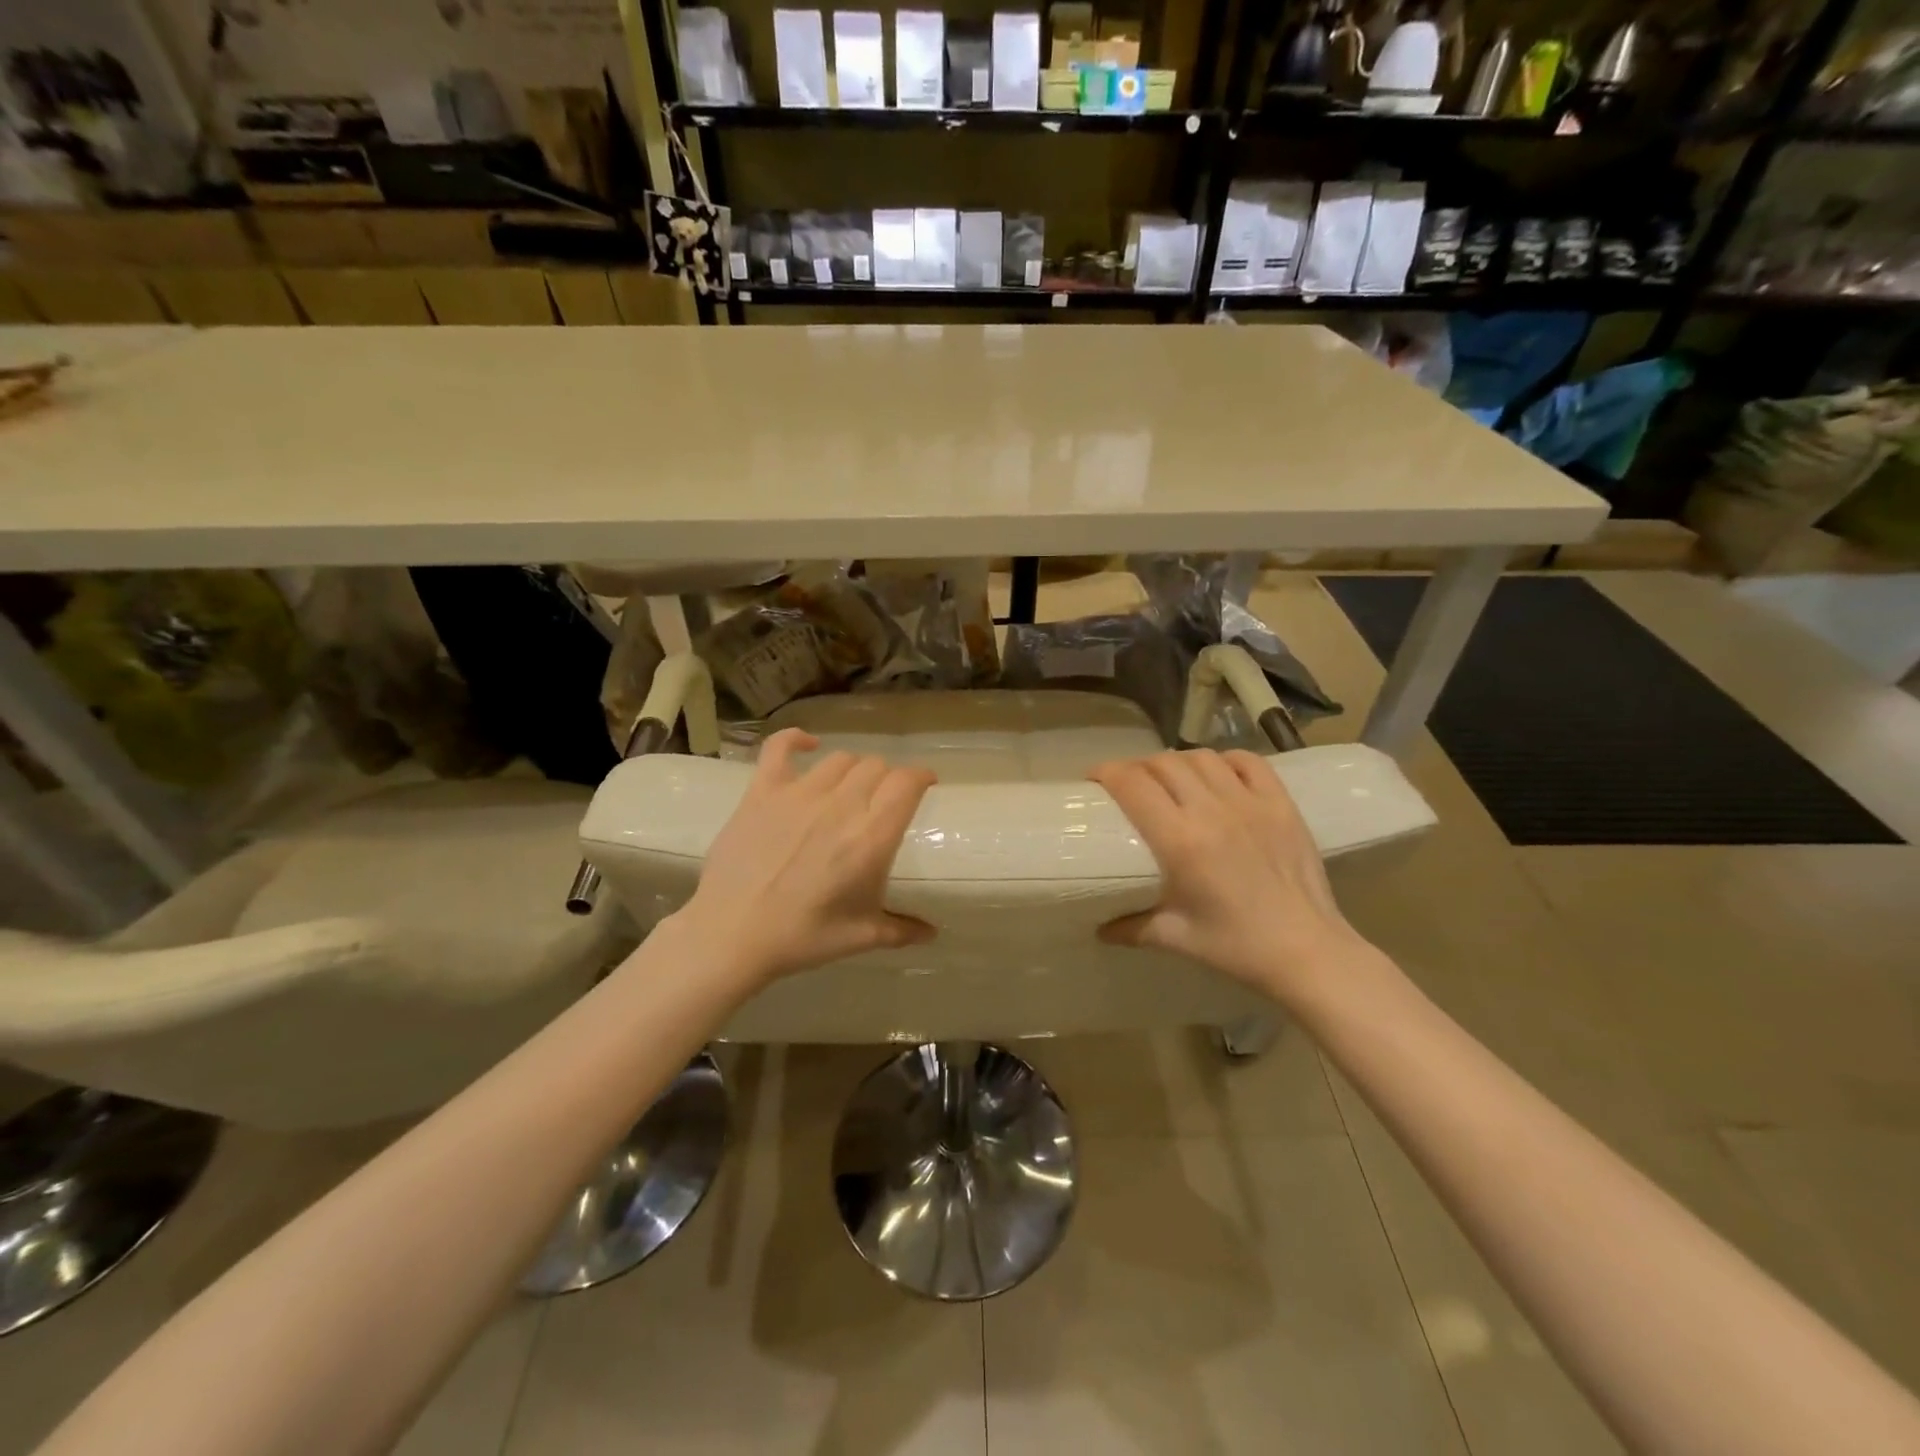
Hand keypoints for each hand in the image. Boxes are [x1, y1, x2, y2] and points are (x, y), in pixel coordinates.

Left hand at [672, 729, 936, 984]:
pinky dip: (796, 740)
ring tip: (850, 786)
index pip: (907, 783)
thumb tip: (931, 933)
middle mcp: (840, 805)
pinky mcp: (763, 791)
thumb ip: (902, 930)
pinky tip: (807, 744)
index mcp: (871, 837)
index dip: (921, 777)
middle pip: (876, 767)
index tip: (925, 784)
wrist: (731, 934)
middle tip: (883, 799)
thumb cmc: (802, 937)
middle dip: (887, 778)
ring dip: (853, 769)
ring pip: (840, 759)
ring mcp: (799, 793)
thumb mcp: (861, 937)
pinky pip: (780, 748)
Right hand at [1089, 749, 1366, 1001]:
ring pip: (1202, 757)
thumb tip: (1099, 928)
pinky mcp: (1282, 804)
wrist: (1307, 952)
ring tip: (1172, 779)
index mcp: (1181, 842)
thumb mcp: (1174, 938)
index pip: (1133, 784)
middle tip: (1129, 784)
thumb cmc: (1236, 946)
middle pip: (1163, 763)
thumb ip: (1131, 927)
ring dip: (1178, 762)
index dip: (1107, 772)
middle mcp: (1212, 811)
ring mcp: (1251, 803)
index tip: (1095, 780)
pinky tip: (1217, 775)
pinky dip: (1225, 760)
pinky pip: (1248, 761)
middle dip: (1138, 767)